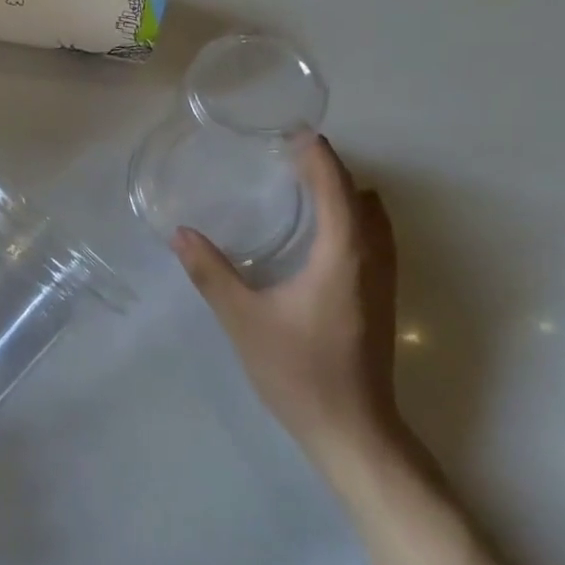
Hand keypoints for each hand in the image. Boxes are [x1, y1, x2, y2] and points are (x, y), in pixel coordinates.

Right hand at [172, 136, 402, 468]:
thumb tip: (180, 233)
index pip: (335, 186)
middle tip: (288, 154)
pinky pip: (375, 237)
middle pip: (358, 195)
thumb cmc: (300, 373)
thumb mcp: (244, 320)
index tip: (291, 131)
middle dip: (328, 167)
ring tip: (305, 182)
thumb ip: (211, 273)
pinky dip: (354, 216)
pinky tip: (323, 230)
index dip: (317, 154)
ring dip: (345, 191)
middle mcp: (371, 258)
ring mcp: (383, 279)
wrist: (354, 433)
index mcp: (342, 254)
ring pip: (373, 217)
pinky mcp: (382, 298)